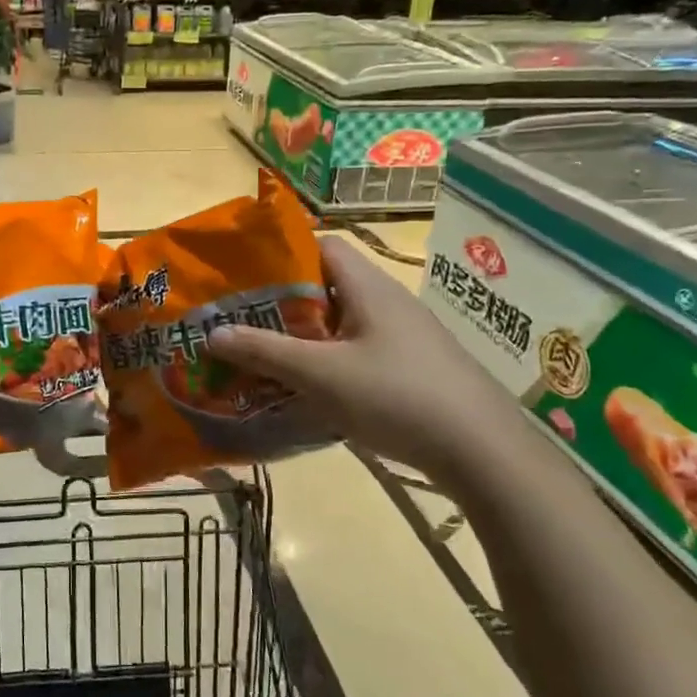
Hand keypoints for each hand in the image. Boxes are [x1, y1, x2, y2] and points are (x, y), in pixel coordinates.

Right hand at [206, 236, 518, 489]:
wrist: (483, 451)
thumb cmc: (397, 396)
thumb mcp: (321, 375)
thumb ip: (265, 351)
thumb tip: (213, 332)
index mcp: (368, 286)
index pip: (322, 245)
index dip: (282, 252)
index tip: (245, 275)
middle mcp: (388, 301)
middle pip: (328, 284)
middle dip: (285, 301)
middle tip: (245, 320)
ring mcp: (404, 336)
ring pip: (343, 321)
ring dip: (306, 335)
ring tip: (268, 355)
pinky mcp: (413, 367)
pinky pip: (359, 349)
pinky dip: (330, 360)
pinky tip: (312, 389)